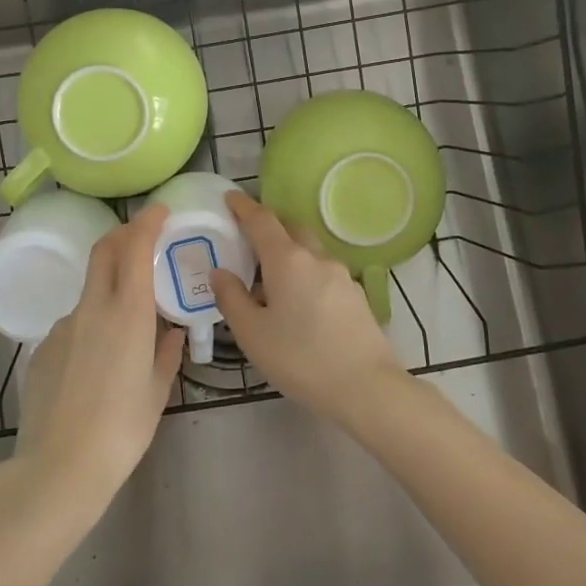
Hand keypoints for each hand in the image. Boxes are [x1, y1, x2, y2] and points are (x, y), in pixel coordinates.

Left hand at [11, 204, 182, 510]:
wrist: (59, 467)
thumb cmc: (122, 430)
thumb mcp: (156, 392)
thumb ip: (166, 354)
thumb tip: (171, 332)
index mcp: (128, 313)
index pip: (134, 247)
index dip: (146, 221)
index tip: (159, 210)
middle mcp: (93, 308)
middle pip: (104, 251)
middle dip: (122, 234)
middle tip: (141, 238)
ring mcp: (63, 327)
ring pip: (89, 290)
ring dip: (109, 287)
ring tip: (127, 325)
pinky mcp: (43, 349)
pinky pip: (73, 324)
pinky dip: (91, 325)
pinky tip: (97, 363)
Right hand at [210, 190, 402, 424]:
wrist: (366, 387)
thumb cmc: (300, 358)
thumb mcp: (252, 333)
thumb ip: (231, 298)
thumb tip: (220, 272)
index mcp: (287, 260)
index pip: (262, 220)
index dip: (243, 206)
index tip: (229, 197)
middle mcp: (316, 258)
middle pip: (291, 228)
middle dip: (269, 226)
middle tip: (248, 238)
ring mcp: (342, 275)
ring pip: (310, 250)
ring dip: (290, 251)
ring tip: (270, 275)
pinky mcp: (356, 295)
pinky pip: (323, 272)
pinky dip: (306, 273)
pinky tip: (299, 301)